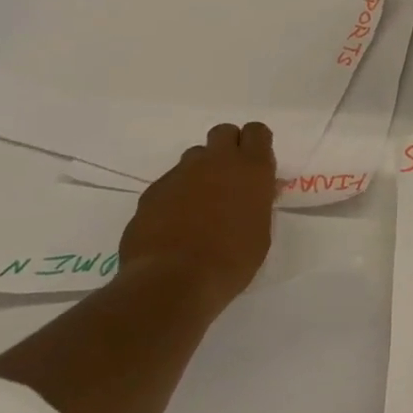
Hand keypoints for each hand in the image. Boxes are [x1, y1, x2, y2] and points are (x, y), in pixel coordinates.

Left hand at [119, 122, 276, 307]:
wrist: (173, 281)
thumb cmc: (232, 260)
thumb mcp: (260, 231)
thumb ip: (256, 203)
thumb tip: (253, 194)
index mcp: (251, 169)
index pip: (257, 132)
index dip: (257, 144)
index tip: (257, 164)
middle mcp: (216, 162)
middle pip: (223, 132)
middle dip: (228, 147)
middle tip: (231, 177)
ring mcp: (180, 175)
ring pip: (194, 156)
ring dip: (201, 170)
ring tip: (202, 203)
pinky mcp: (152, 192)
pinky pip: (170, 182)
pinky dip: (177, 195)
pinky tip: (176, 223)